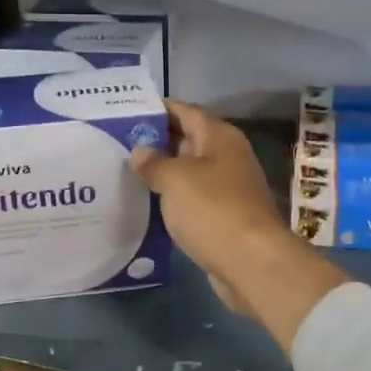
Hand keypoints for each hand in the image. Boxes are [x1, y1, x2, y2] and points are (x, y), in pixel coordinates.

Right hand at [130, 101, 344, 347]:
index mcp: (219, 137)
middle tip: (119, 142)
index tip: (127, 110)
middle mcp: (227, 157)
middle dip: (156, 140)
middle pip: (188, 139)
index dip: (159, 109)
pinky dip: (172, 198)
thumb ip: (154, 162)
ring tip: (125, 171)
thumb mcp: (175, 179)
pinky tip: (147, 203)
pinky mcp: (224, 217)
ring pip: (189, 171)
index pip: (186, 111)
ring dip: (163, 171)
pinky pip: (193, 198)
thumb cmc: (212, 209)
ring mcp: (228, 188)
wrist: (251, 262)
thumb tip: (140, 151)